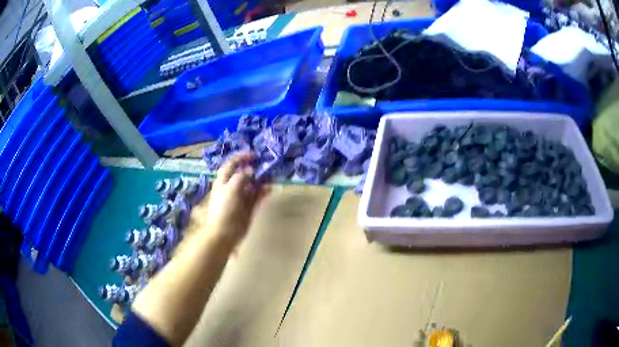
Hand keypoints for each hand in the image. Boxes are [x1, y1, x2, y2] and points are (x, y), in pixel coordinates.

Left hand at [193, 152, 268, 249]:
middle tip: (265, 164)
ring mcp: (240, 199)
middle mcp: (231, 188)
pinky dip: (263, 192)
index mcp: (223, 181)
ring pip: (252, 185)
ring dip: (261, 180)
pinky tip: (270, 188)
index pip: (230, 165)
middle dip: (253, 169)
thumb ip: (241, 177)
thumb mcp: (230, 188)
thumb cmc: (224, 208)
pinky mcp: (248, 208)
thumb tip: (250, 171)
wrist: (224, 233)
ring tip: (271, 176)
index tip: (253, 154)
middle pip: (243, 174)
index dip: (240, 158)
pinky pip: (257, 197)